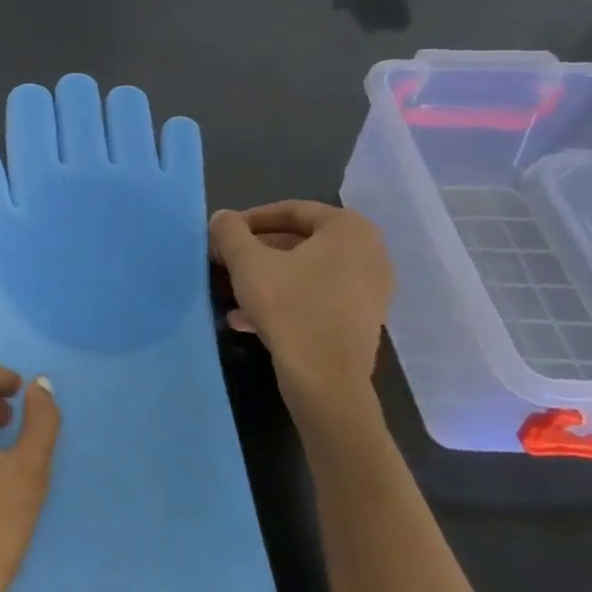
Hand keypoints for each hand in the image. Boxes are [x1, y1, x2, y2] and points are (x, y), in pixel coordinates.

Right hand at [209, 201, 393, 427]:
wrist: (326, 380)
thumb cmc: (290, 308)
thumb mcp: (247, 263)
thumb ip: (230, 232)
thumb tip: (222, 218)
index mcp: (349, 229)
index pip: (291, 210)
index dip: (250, 220)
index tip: (223, 235)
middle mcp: (369, 253)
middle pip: (299, 241)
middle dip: (257, 251)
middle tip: (226, 261)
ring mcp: (369, 289)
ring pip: (305, 272)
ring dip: (267, 277)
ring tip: (232, 291)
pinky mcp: (361, 319)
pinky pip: (316, 297)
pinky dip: (285, 300)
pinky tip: (247, 319)